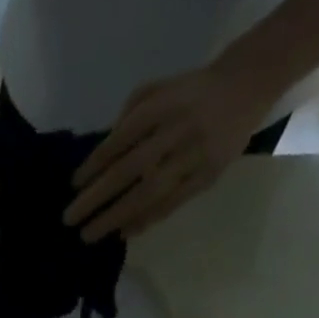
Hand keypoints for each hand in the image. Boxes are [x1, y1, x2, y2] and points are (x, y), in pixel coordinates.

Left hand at [64, 58, 279, 241]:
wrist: (249, 83)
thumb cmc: (189, 92)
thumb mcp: (156, 90)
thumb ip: (127, 120)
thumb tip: (98, 161)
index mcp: (163, 104)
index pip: (120, 139)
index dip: (94, 164)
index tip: (73, 185)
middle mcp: (178, 129)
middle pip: (130, 169)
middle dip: (96, 197)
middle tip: (69, 219)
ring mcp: (195, 154)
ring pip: (149, 192)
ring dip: (116, 216)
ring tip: (89, 234)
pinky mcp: (208, 174)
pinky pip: (172, 203)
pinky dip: (145, 220)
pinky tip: (122, 232)